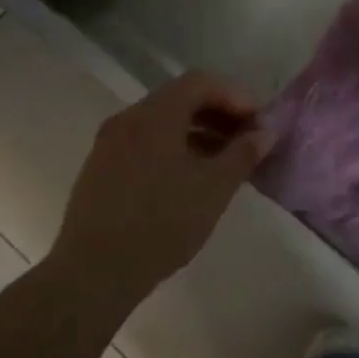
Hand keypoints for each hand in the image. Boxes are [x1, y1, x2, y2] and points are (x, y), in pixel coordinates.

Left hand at [56, 72, 273, 305]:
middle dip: (217, 114)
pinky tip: (189, 179)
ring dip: (196, 133)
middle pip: (180, 99)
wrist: (92, 275)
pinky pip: (144, 143)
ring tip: (223, 162)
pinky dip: (173, 148)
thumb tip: (266, 132)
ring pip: (161, 123)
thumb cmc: (161, 223)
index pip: (201, 82)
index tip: (257, 122)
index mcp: (155, 114)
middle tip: (245, 140)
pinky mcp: (100, 170)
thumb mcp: (214, 188)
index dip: (234, 96)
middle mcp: (128, 119)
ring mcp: (109, 144)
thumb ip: (243, 153)